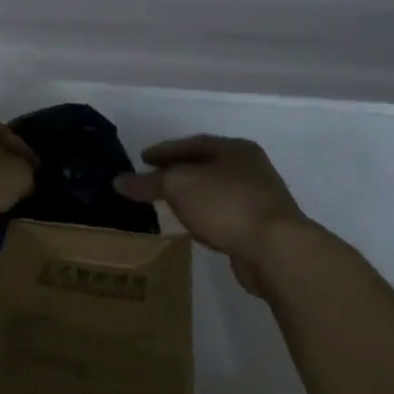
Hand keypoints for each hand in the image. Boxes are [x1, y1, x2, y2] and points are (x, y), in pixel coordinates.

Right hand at [115, 135, 307, 294]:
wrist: (274, 249)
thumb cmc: (226, 205)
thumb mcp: (180, 186)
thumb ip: (149, 182)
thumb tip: (119, 181)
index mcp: (235, 149)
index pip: (193, 144)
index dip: (165, 150)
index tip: (142, 159)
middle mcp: (250, 169)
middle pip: (206, 166)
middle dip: (178, 171)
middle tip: (151, 180)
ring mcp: (258, 199)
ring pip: (214, 191)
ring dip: (191, 196)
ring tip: (166, 203)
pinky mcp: (258, 228)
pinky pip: (222, 215)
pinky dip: (203, 216)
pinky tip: (191, 225)